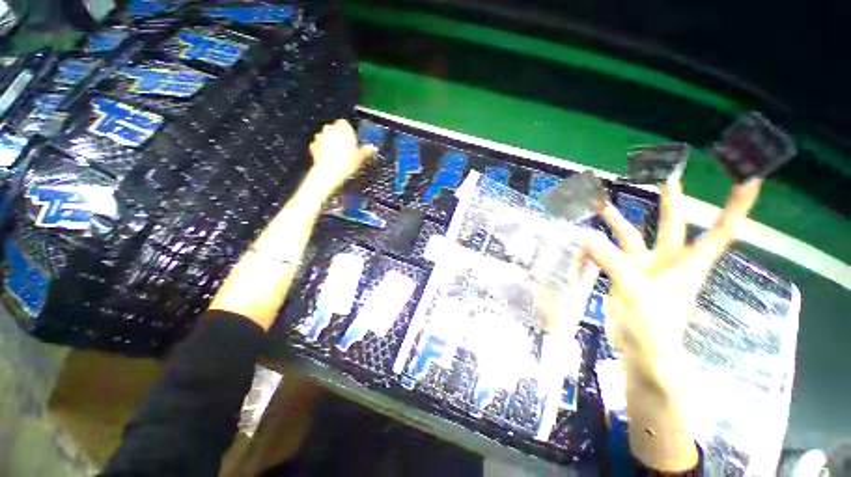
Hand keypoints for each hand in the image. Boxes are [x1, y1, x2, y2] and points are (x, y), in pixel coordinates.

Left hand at [307, 119, 375, 193]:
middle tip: (347, 149)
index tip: (353, 141)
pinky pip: (319, 145)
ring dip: (331, 143)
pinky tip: (329, 158)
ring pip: (327, 136)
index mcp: (343, 128)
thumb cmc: (346, 163)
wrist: (329, 173)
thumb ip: (366, 150)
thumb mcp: (360, 157)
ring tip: (338, 155)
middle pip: (335, 129)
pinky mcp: (313, 145)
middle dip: (340, 137)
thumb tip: (373, 148)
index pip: (346, 124)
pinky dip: (323, 150)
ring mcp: (320, 136)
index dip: (350, 132)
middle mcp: (330, 129)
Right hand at [585, 179, 761, 377]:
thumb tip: (586, 237)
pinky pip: (608, 254)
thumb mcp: (635, 295)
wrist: (641, 352)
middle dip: (672, 201)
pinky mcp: (623, 275)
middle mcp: (667, 261)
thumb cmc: (653, 330)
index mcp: (687, 265)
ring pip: (632, 237)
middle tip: (668, 176)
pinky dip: (596, 246)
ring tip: (602, 204)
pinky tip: (583, 239)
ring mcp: (643, 268)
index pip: (720, 231)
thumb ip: (612, 264)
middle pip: (673, 225)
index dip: (735, 205)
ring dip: (617, 220)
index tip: (748, 178)